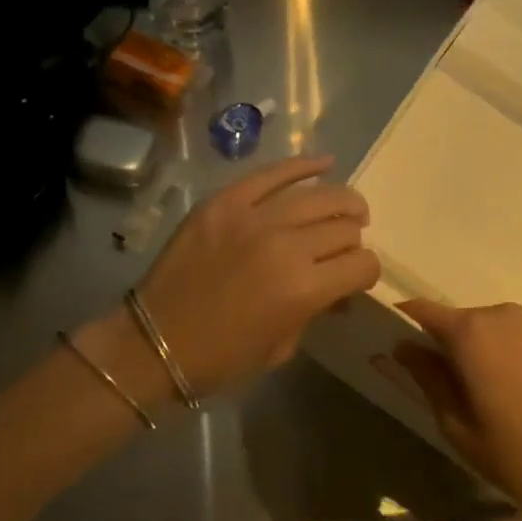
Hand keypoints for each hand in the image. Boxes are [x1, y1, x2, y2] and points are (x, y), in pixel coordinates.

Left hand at [130, 155, 379, 400]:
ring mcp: (253, 217)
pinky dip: (303, 165)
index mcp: (303, 290)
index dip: (368, 272)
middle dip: (354, 238)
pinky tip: (324, 162)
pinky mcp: (225, 201)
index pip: (362, 264)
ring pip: (318, 195)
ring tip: (348, 207)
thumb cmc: (220, 358)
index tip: (357, 276)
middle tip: (347, 245)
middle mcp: (286, 246)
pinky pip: (272, 173)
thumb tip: (337, 288)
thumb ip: (315, 310)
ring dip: (342, 201)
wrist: (153, 341)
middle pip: (343, 227)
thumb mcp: (282, 347)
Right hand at [394, 300, 521, 520]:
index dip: (407, 321)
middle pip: (463, 319)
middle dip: (452, 343)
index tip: (398, 339)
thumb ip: (427, 376)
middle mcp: (504, 314)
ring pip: (497, 327)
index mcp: (471, 332)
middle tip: (454, 384)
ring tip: (498, 391)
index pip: (423, 311)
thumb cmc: (515, 457)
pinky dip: (519, 352)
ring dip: (488, 347)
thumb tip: (404, 346)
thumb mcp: (456, 425)